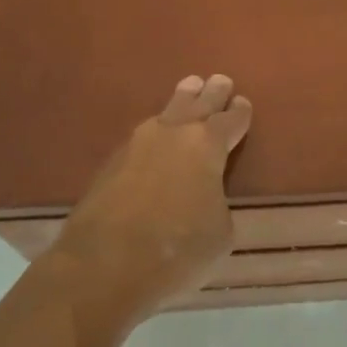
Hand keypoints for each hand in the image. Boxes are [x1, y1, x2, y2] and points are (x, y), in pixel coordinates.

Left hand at [52, 74, 253, 311]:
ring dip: (181, 101)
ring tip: (188, 89)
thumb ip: (217, 203)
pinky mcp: (110, 163)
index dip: (240, 113)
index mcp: (207, 145)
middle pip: (197, 104)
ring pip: (165, 112)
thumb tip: (205, 197)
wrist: (103, 266)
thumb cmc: (176, 251)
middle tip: (220, 80)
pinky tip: (156, 136)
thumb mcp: (220, 234)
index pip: (230, 121)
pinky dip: (156, 132)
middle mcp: (172, 134)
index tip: (243, 103)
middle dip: (212, 93)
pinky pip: (142, 137)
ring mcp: (136, 145)